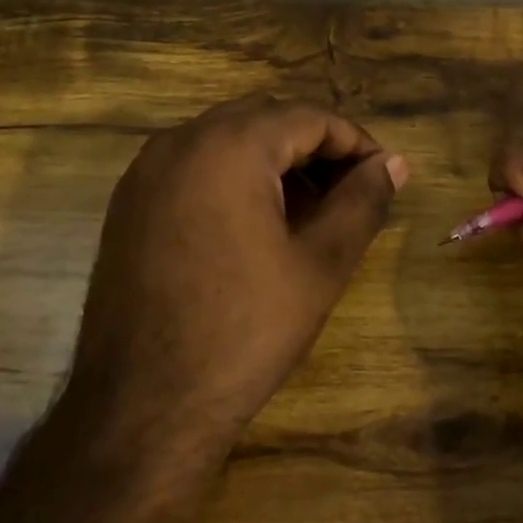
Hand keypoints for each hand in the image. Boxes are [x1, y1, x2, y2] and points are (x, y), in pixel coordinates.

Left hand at [71, 96, 408, 450]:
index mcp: (228, 146)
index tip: (383, 177)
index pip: (307, 117)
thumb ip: (362, 202)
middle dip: (313, 148)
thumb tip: (394, 163)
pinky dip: (232, 177)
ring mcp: (145, 172)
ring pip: (224, 140)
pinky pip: (192, 167)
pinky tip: (253, 225)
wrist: (143, 405)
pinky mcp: (128, 204)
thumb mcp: (320, 264)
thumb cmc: (245, 330)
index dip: (354, 142)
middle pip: (264, 119)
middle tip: (348, 193)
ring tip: (307, 211)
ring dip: (272, 160)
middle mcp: (179, 141)